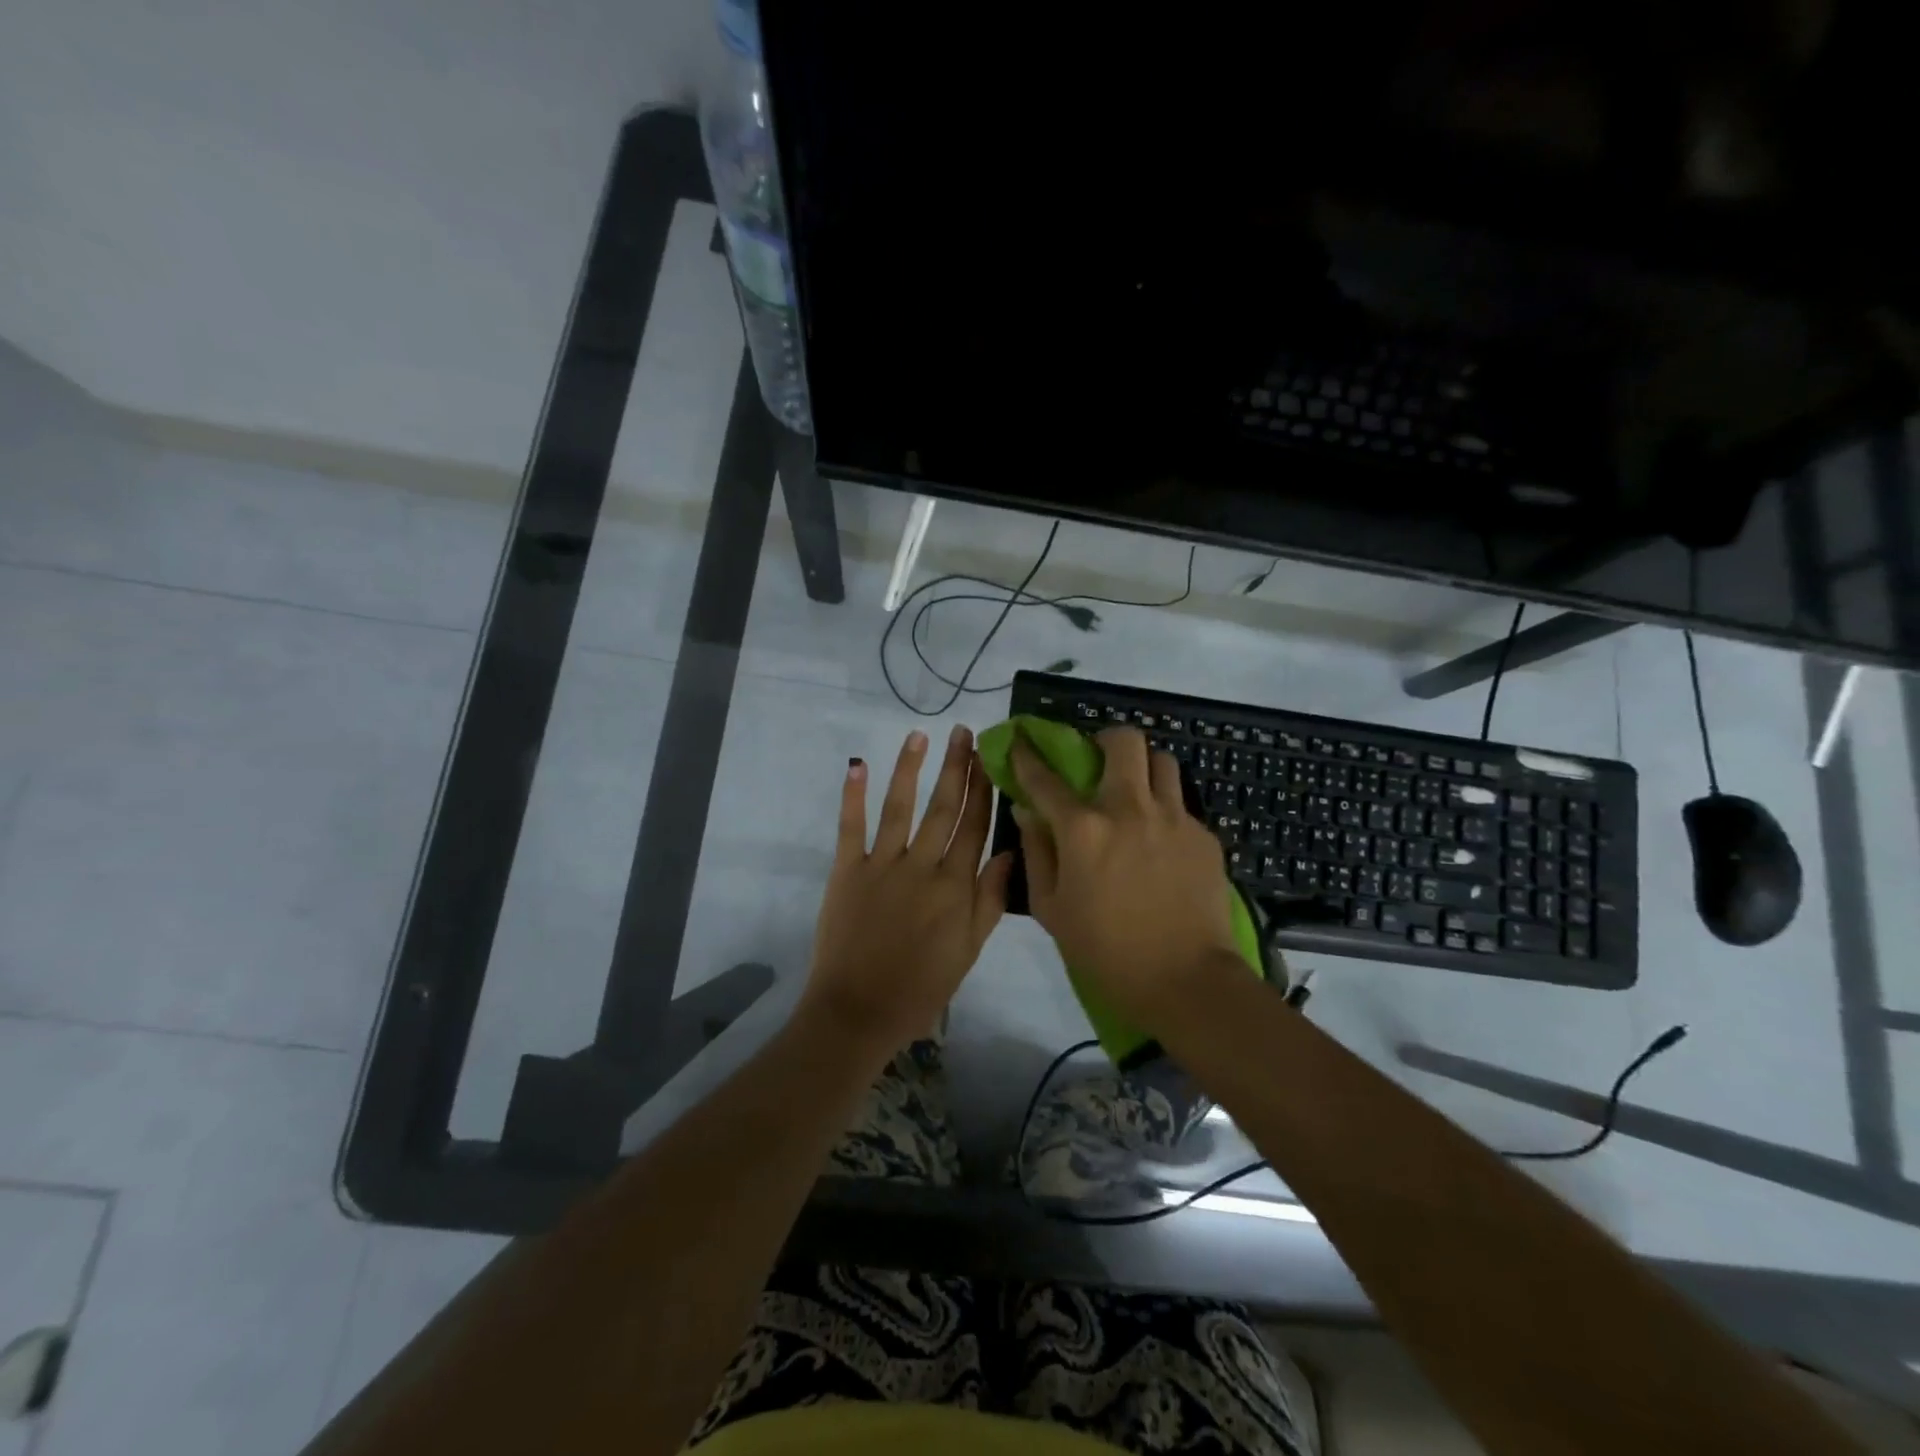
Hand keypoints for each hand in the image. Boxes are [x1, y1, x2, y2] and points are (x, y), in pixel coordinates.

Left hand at [803, 725, 1012, 1058]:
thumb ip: (989, 900)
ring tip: (919, 735)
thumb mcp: (970, 951)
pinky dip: (852, 794)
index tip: (990, 757)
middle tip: (964, 732)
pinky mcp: (847, 870)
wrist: (858, 1012)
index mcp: (954, 887)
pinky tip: (858, 764)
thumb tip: (1008, 852)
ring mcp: (881, 865)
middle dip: (956, 767)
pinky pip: (850, 826)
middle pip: (943, 808)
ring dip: (910, 768)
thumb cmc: (921, 987)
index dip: (983, 789)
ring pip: (900, 807)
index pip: (974, 827)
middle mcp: (921, 866)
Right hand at [1011, 726, 1240, 1030]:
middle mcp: (1129, 809)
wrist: (1186, 981)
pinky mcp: (1204, 836)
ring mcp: (1173, 818)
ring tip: (1136, 796)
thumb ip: (1036, 852)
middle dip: (1106, 741)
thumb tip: (1027, 811)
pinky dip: (1165, 812)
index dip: (1028, 754)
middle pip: (1124, 741)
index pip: (1046, 777)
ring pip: (1162, 761)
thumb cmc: (1106, 952)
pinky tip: (1161, 845)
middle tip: (1099, 763)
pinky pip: (1181, 805)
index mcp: (1084, 829)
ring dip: (1143, 769)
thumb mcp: (1052, 909)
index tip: (1021, 740)